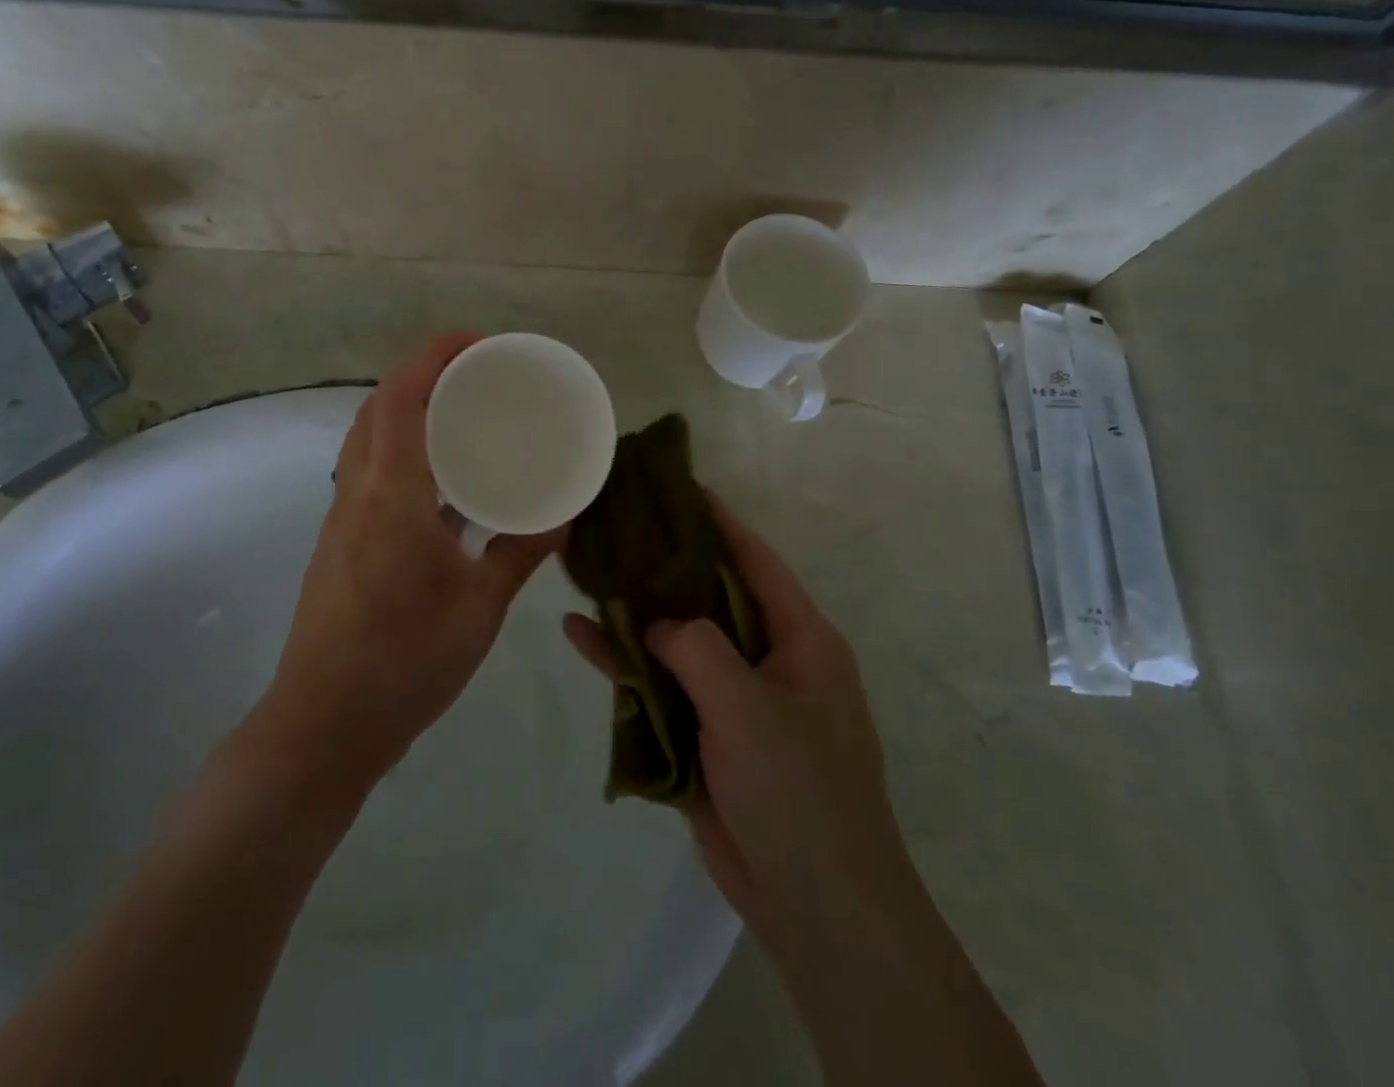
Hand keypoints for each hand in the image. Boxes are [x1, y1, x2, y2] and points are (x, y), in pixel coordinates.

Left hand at [264, 335, 562, 789]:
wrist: (323, 726)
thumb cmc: (405, 662)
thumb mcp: (480, 608)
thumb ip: (520, 554)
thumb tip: (562, 519)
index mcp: (391, 495)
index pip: (401, 398)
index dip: (433, 357)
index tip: (476, 343)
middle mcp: (358, 492)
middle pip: (379, 408)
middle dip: (423, 375)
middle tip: (476, 375)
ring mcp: (343, 518)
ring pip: (369, 439)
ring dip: (408, 412)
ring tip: (462, 418)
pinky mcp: (341, 543)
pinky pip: (371, 474)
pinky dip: (404, 454)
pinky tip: (443, 485)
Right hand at [562, 496, 907, 955]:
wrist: (814, 906)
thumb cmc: (798, 789)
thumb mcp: (747, 704)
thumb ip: (696, 646)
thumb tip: (658, 624)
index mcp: (800, 638)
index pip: (754, 560)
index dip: (718, 520)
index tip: (676, 486)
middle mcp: (768, 658)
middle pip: (708, 595)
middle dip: (664, 563)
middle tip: (615, 525)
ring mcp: (735, 698)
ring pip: (678, 640)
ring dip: (636, 614)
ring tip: (586, 572)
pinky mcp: (706, 734)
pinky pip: (662, 687)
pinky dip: (626, 667)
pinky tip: (578, 639)